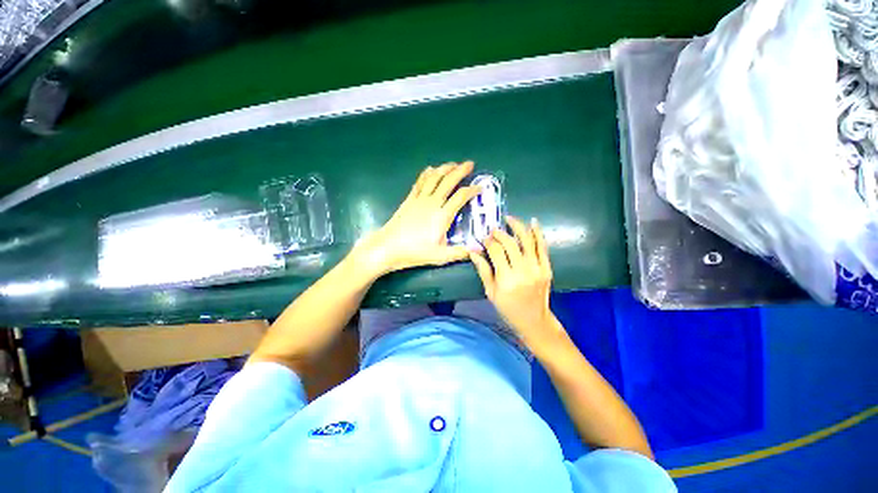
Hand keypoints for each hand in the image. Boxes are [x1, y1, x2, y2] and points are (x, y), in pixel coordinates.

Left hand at [352, 161, 480, 276]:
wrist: (388, 247)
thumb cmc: (415, 252)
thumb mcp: (440, 256)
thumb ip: (459, 253)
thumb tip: (477, 251)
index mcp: (442, 216)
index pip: (460, 197)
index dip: (472, 190)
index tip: (480, 188)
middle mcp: (432, 203)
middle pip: (448, 181)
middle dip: (460, 171)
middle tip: (469, 164)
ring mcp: (419, 199)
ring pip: (434, 178)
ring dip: (445, 168)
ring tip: (453, 164)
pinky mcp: (409, 199)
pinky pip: (420, 182)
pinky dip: (427, 174)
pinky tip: (431, 170)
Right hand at [469, 216, 561, 348]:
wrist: (534, 320)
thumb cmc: (508, 308)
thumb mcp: (491, 291)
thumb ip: (483, 269)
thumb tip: (472, 251)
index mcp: (506, 279)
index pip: (496, 252)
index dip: (488, 242)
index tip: (484, 239)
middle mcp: (523, 271)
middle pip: (510, 244)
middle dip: (500, 234)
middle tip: (493, 230)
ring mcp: (537, 269)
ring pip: (527, 241)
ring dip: (518, 227)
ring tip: (509, 218)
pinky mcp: (547, 268)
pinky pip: (542, 247)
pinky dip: (538, 233)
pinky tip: (532, 222)